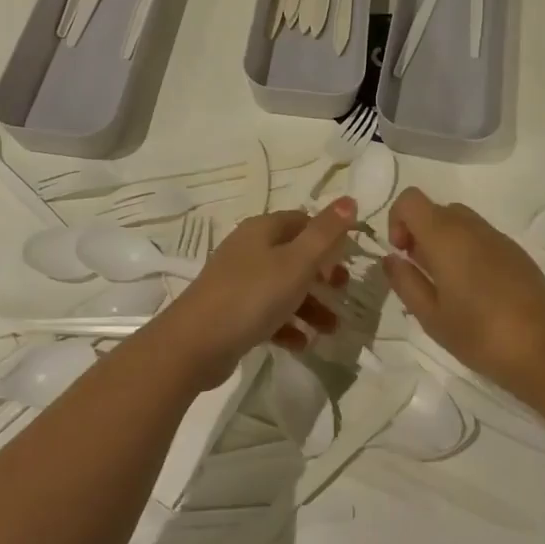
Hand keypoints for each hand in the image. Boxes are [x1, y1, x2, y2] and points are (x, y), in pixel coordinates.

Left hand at [146, 199, 356, 389]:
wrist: (195, 343)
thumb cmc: (252, 295)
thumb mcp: (297, 262)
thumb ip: (325, 233)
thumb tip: (350, 199)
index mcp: (262, 230)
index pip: (302, 221)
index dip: (328, 236)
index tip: (349, 258)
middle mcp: (249, 249)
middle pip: (294, 255)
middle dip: (322, 275)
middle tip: (343, 291)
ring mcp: (238, 281)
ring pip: (283, 287)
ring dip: (310, 306)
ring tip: (331, 330)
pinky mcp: (232, 312)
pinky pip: (268, 313)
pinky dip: (287, 325)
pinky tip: (302, 343)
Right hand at [382, 188, 544, 398]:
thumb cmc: (480, 335)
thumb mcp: (431, 316)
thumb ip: (405, 281)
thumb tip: (391, 258)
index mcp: (445, 236)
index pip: (410, 199)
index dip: (397, 220)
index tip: (402, 254)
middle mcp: (471, 226)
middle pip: (435, 209)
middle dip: (420, 233)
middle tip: (422, 273)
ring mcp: (497, 236)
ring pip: (459, 221)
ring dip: (444, 242)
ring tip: (448, 285)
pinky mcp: (516, 251)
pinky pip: (481, 236)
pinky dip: (468, 250)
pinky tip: (476, 290)